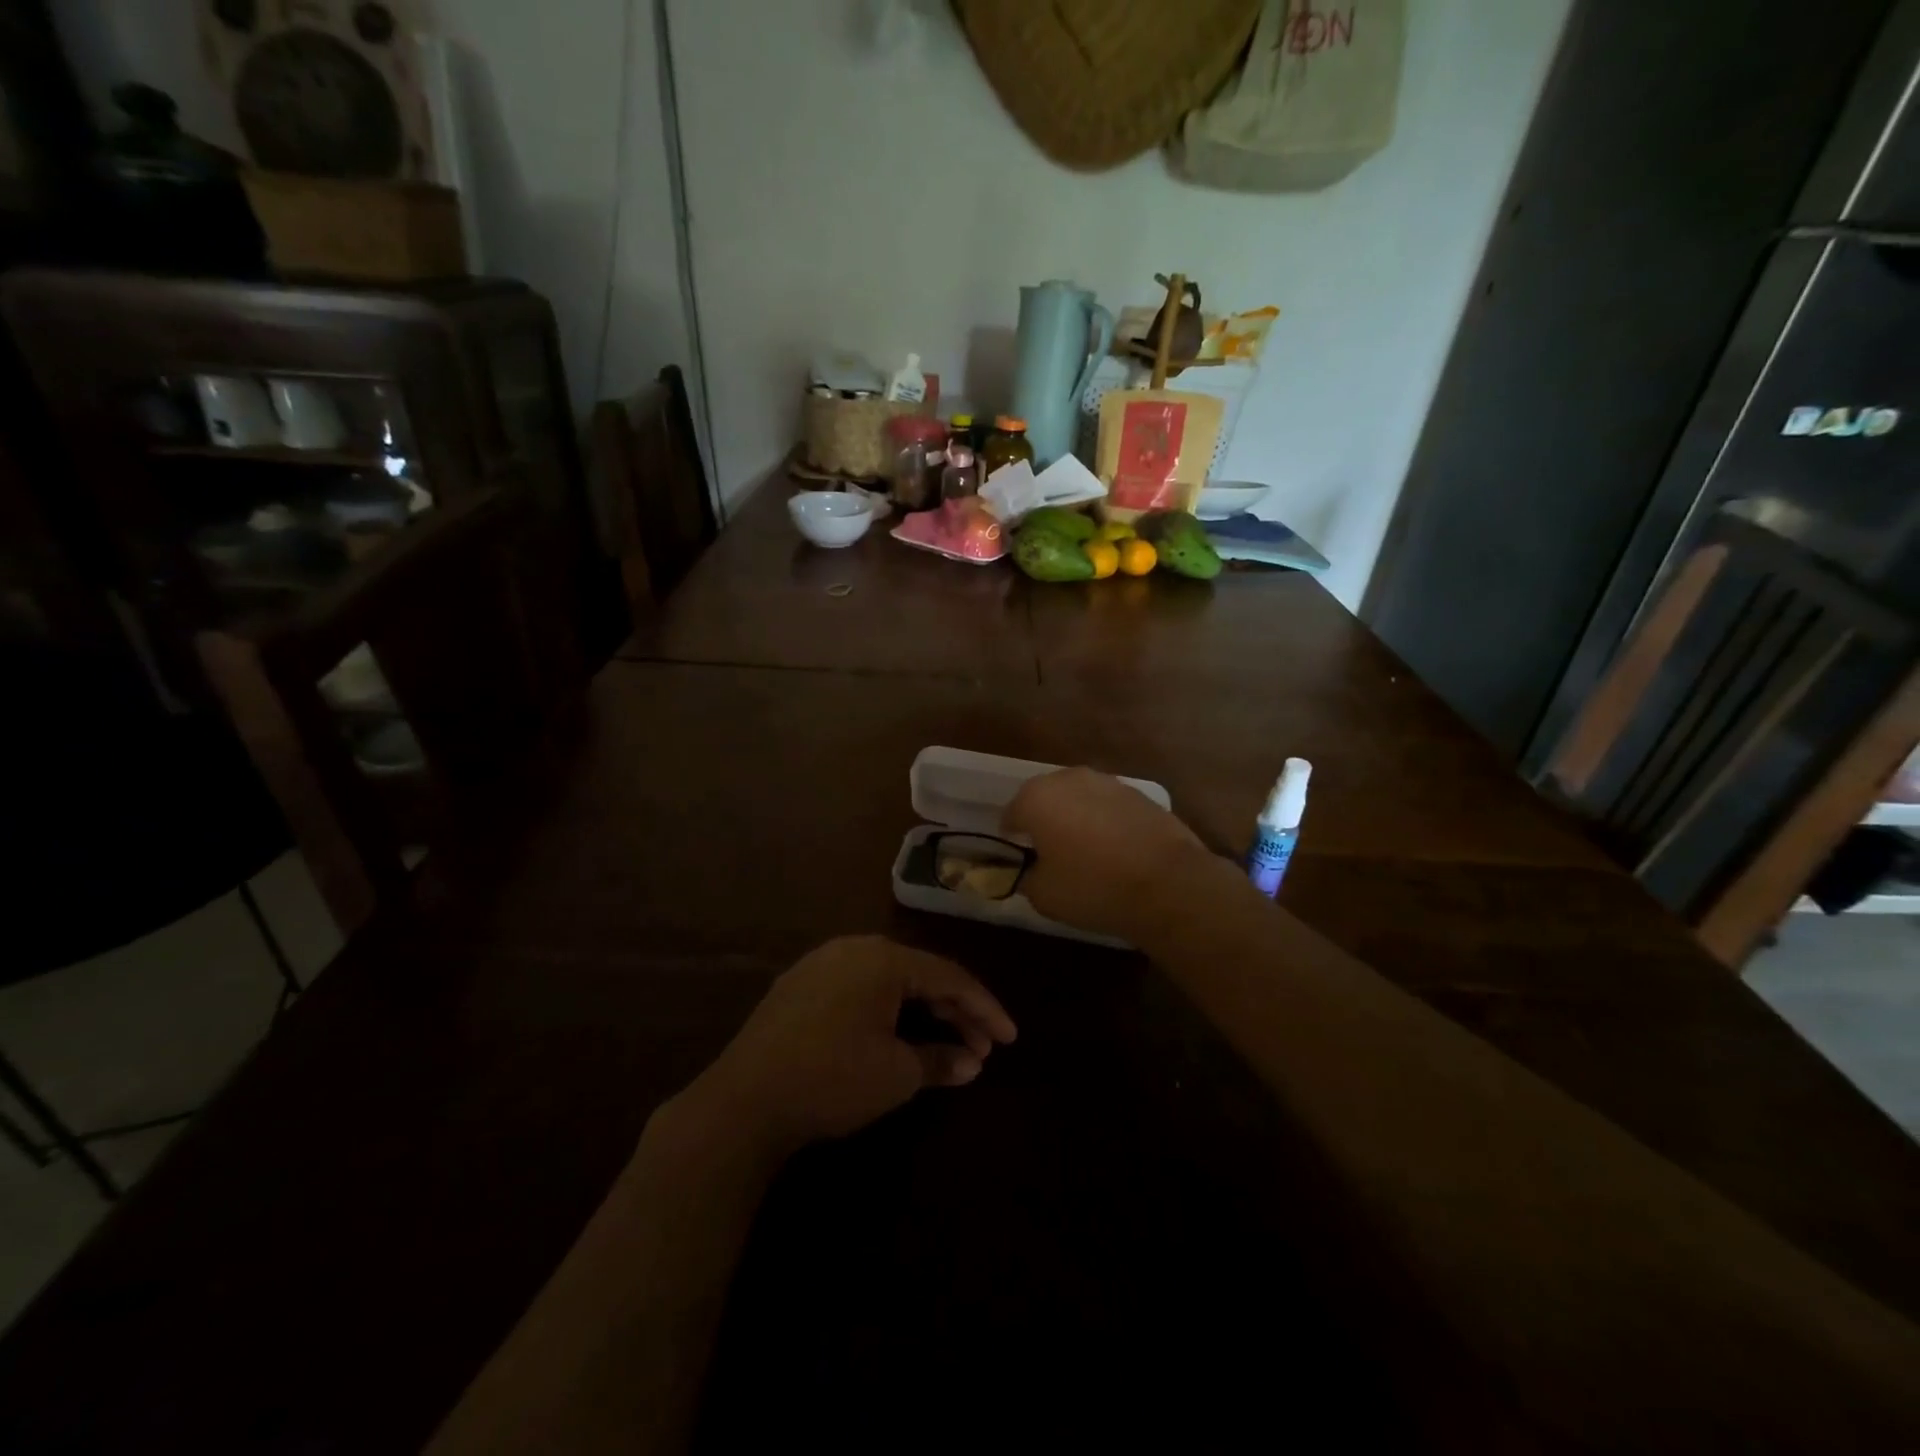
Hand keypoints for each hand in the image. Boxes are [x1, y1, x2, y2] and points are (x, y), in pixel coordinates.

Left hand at [681, 936, 1015, 1154]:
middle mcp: (854, 948)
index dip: (985, 1008)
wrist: (743, 1101)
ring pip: (888, 981)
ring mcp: (821, 964)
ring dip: (921, 1011)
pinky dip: (887, 1010)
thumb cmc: (832, 1079)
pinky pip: (859, 988)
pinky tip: (896, 1034)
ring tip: (946, 1043)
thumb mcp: (896, 1075)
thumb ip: (940, 1061)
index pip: (949, 977)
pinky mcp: (799, 986)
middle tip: (982, 1047)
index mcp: (883, 958)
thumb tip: (971, 1063)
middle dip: (955, 1011)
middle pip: (919, 974)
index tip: (1010, 1038)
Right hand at [1002, 767, 1221, 941]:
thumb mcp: (1043, 895)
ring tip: (1084, 851)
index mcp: (1037, 798)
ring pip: (1080, 799)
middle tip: (1049, 852)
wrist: (1168, 884)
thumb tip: (1029, 870)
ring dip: (1076, 817)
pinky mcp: (1140, 794)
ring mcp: (1108, 782)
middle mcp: (1069, 779)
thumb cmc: (1093, 887)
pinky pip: (1109, 807)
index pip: (1011, 814)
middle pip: (1045, 798)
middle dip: (1044, 820)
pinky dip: (1106, 822)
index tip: (1019, 858)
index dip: (1011, 837)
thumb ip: (1026, 876)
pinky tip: (1115, 850)